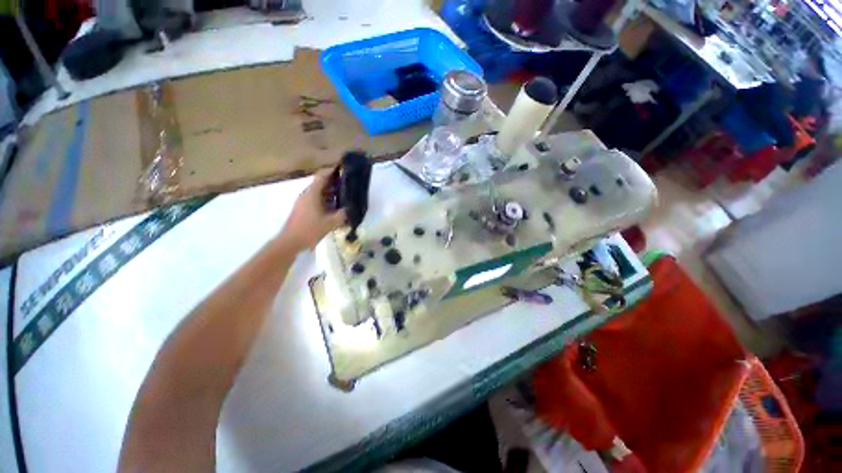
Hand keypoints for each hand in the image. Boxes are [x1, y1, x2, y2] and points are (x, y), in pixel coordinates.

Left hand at [280, 170, 346, 251]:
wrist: (290, 241)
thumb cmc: (310, 229)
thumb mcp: (331, 223)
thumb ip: (343, 214)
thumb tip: (351, 208)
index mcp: (312, 194)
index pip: (322, 176)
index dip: (332, 172)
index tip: (343, 170)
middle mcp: (306, 194)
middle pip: (320, 184)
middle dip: (334, 183)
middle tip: (347, 185)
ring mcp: (303, 202)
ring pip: (318, 192)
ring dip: (330, 193)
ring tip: (344, 196)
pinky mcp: (302, 209)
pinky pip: (315, 200)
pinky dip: (325, 200)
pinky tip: (334, 208)